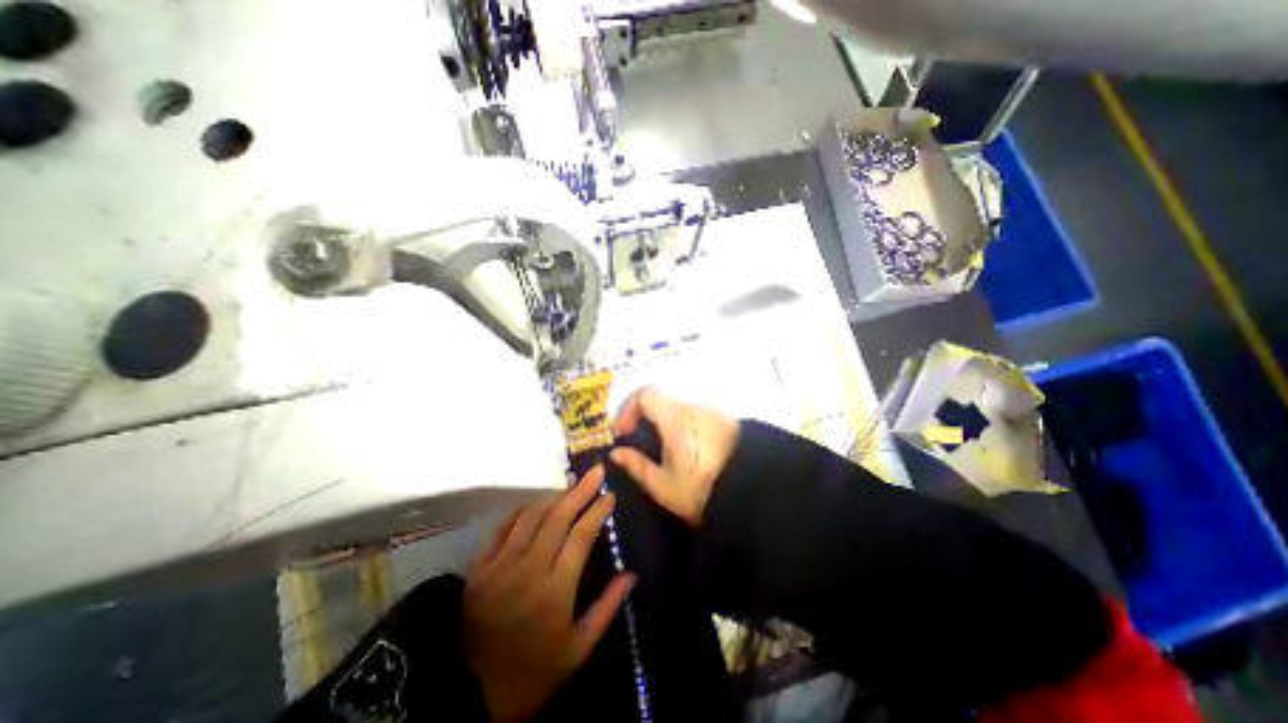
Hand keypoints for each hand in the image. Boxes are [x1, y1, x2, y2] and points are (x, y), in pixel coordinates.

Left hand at [463, 466, 633, 719]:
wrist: (468, 698)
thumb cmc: (533, 673)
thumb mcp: (578, 650)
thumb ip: (607, 608)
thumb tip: (631, 574)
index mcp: (555, 589)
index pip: (581, 535)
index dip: (597, 510)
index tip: (610, 494)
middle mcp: (529, 568)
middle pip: (558, 517)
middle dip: (580, 490)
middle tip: (596, 471)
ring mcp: (501, 565)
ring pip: (531, 516)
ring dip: (553, 496)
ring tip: (570, 485)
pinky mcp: (480, 568)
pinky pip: (502, 528)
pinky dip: (521, 511)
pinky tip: (534, 504)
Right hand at [610, 390, 738, 524]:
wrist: (754, 496)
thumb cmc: (702, 490)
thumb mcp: (662, 485)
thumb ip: (636, 465)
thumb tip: (616, 452)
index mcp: (676, 417)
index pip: (645, 393)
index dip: (628, 409)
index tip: (624, 433)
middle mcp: (695, 408)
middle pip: (662, 401)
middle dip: (645, 419)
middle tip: (640, 445)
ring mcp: (713, 414)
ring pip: (679, 410)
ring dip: (664, 425)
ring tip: (663, 454)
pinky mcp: (727, 423)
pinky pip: (696, 418)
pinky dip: (682, 428)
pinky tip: (686, 454)